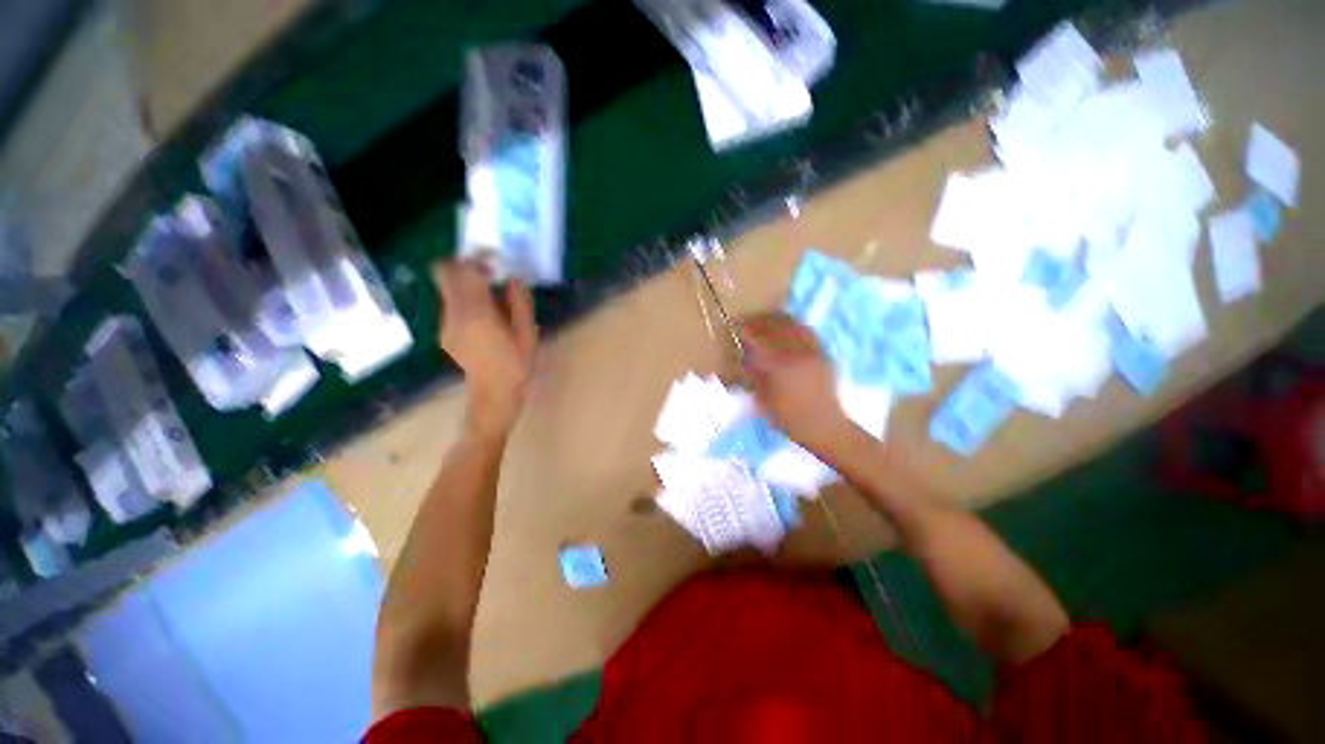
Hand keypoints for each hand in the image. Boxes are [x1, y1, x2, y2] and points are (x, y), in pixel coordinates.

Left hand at [433, 260, 538, 438]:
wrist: (493, 394)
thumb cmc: (516, 365)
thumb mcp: (527, 335)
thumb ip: (520, 304)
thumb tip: (515, 278)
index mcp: (478, 315)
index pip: (468, 273)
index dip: (479, 258)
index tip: (495, 256)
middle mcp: (455, 314)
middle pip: (444, 273)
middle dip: (462, 263)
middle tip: (487, 267)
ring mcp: (446, 323)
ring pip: (447, 288)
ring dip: (466, 282)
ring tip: (492, 293)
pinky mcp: (445, 331)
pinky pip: (452, 303)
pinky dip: (465, 298)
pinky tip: (485, 314)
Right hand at [740, 313, 855, 457]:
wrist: (823, 426)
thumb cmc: (788, 418)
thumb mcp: (763, 398)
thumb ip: (754, 374)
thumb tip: (745, 356)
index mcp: (781, 366)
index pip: (761, 340)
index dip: (748, 331)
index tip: (738, 327)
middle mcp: (799, 353)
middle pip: (778, 327)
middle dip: (762, 320)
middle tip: (750, 320)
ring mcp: (814, 352)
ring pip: (795, 326)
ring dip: (779, 320)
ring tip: (768, 320)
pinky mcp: (824, 354)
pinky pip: (809, 332)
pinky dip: (795, 326)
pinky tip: (788, 328)